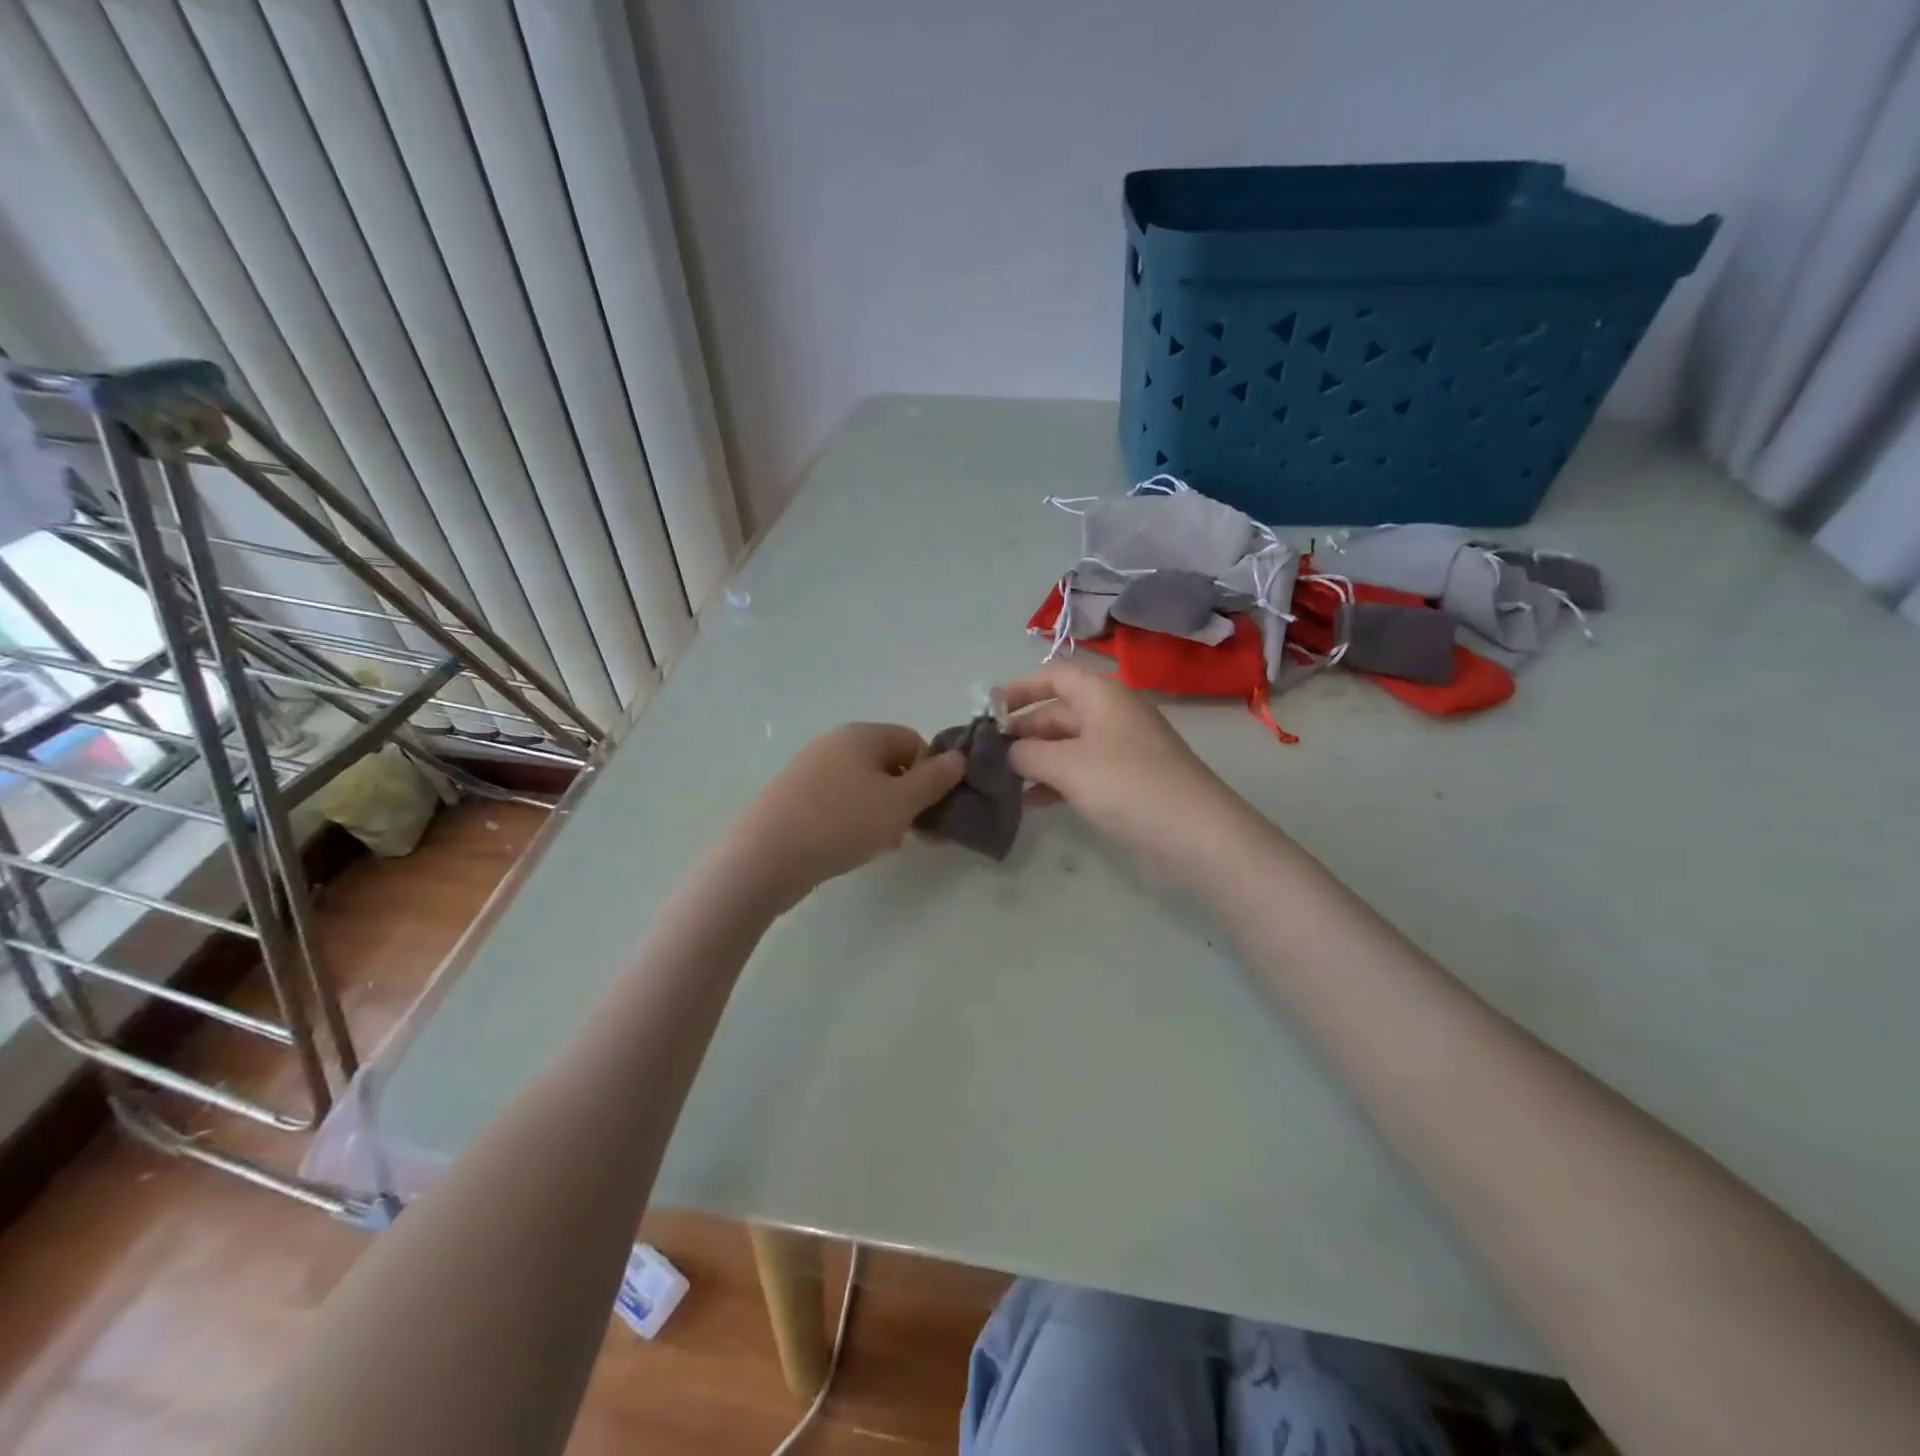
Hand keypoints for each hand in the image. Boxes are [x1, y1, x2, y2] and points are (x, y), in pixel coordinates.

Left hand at [719, 723, 963, 911]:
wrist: (764, 857)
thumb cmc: (841, 823)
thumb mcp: (900, 803)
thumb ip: (935, 780)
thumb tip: (958, 757)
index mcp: (861, 734)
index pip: (913, 741)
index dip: (930, 773)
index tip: (931, 809)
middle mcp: (834, 743)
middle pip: (888, 763)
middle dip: (907, 797)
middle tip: (912, 833)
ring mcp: (810, 769)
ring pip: (864, 786)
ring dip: (883, 812)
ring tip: (883, 845)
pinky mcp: (794, 797)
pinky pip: (839, 801)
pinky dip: (854, 820)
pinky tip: (853, 847)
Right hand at [1001, 665, 1261, 884]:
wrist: (1196, 834)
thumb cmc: (1127, 785)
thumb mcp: (1067, 766)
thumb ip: (1027, 754)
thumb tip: (1008, 752)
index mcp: (1102, 696)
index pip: (1055, 676)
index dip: (1020, 688)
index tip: (989, 710)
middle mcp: (1113, 715)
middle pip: (1058, 712)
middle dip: (1023, 730)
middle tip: (987, 754)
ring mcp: (1123, 750)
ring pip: (1068, 745)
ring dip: (1036, 760)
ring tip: (1001, 782)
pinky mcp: (1129, 781)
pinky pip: (1082, 771)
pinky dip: (1056, 782)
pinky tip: (1031, 803)